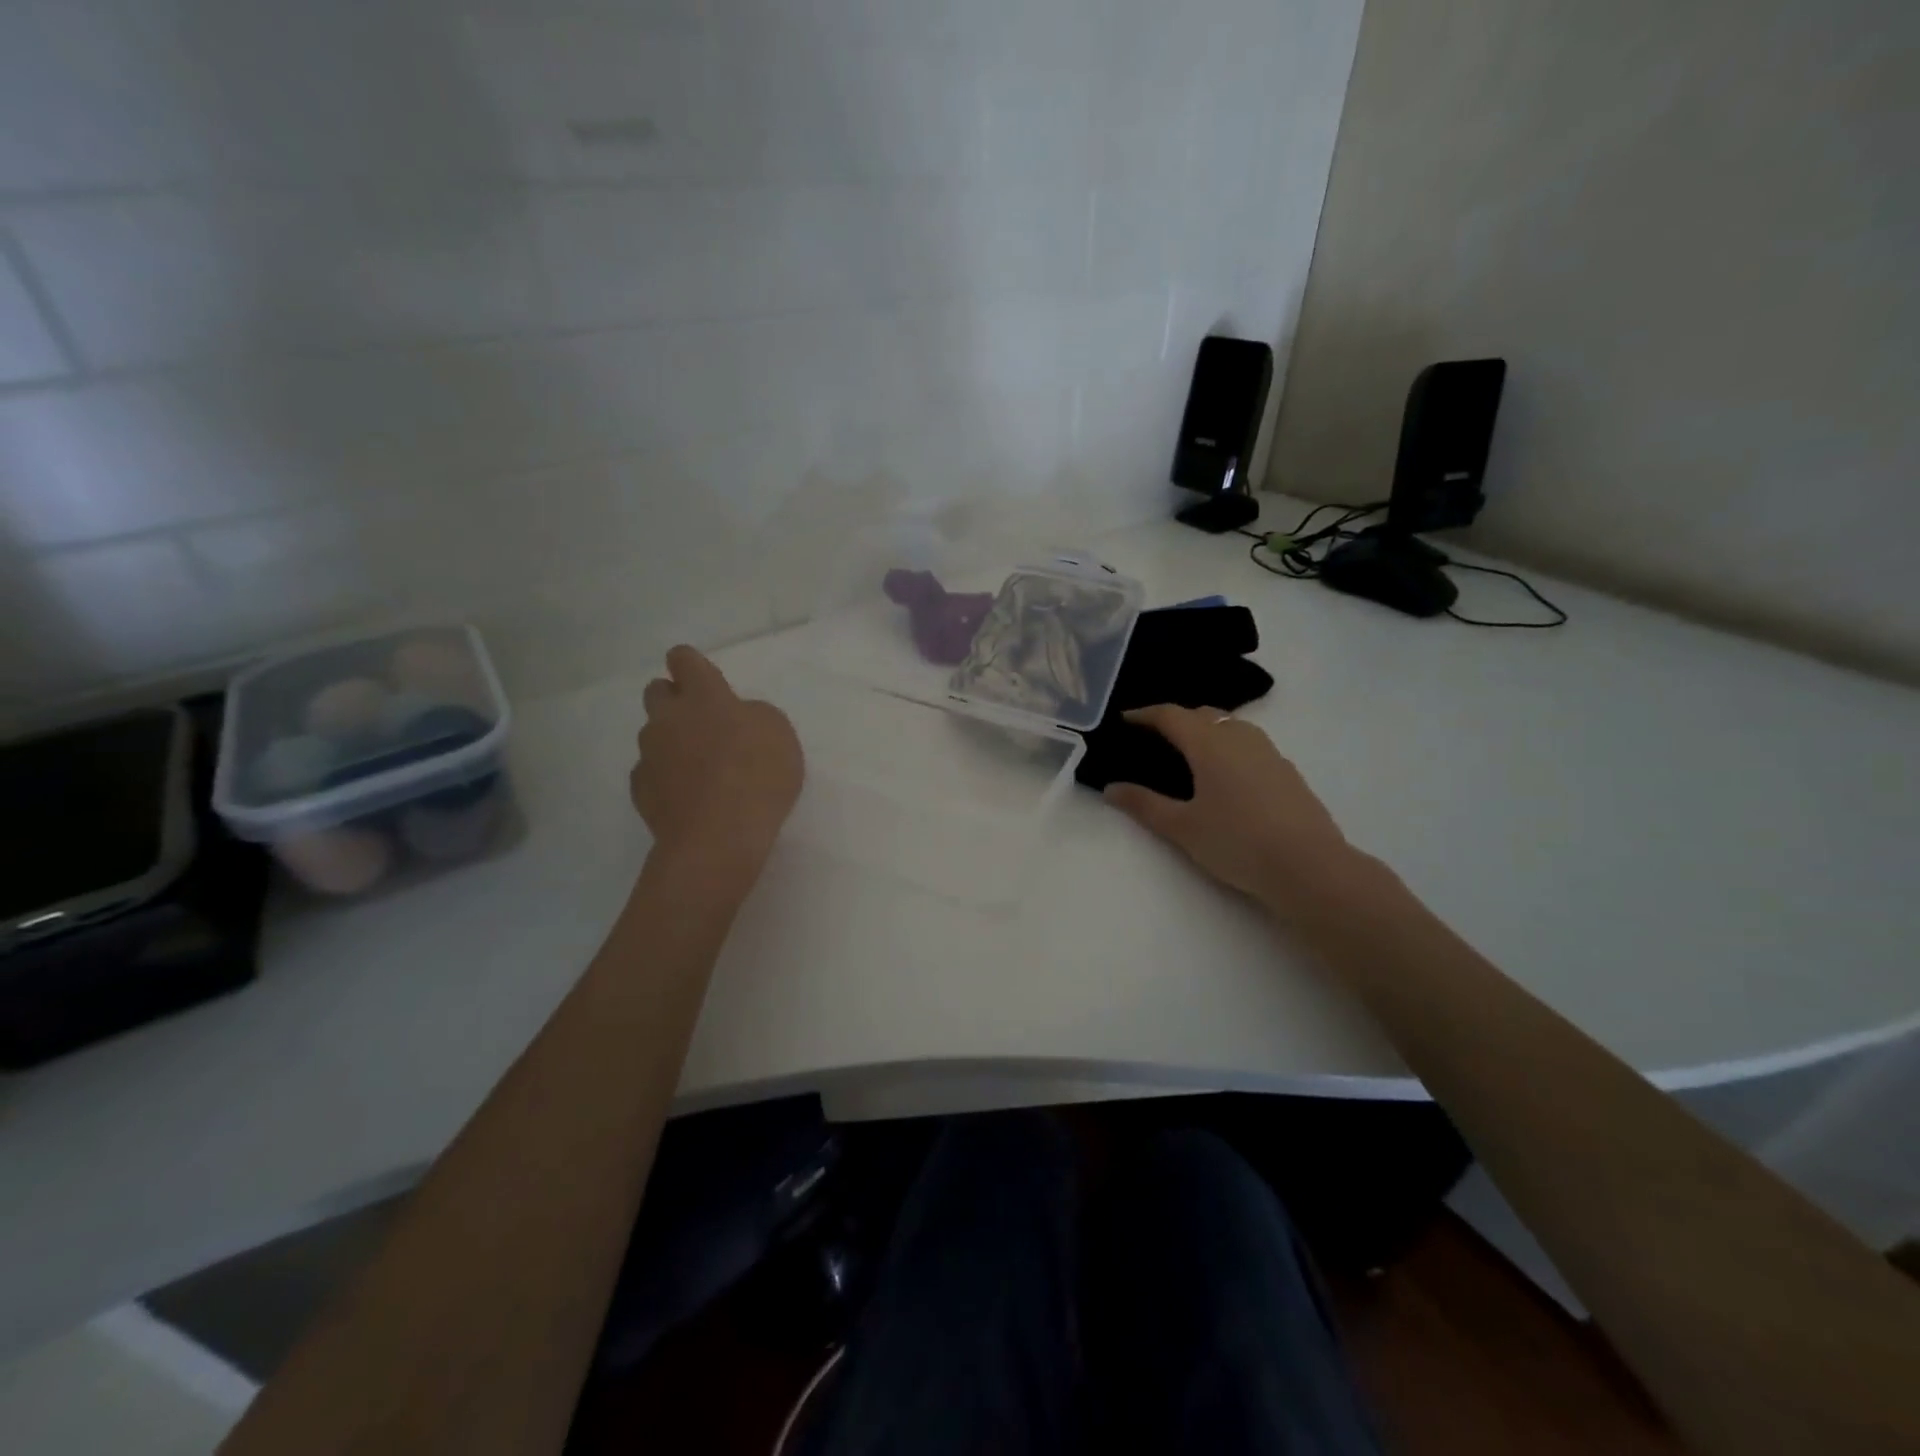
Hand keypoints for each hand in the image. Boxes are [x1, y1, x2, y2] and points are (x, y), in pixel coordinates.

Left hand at [629, 646, 803, 873]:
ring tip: (699, 767)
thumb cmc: (758, 776)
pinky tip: (687, 795)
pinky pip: (650, 772)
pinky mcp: (640, 790)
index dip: (691, 664)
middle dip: (674, 699)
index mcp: (704, 697)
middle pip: (657, 691)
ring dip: (671, 740)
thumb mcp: (779, 733)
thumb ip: (753, 715)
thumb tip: (737, 718)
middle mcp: (668, 718)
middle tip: (702, 721)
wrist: (717, 837)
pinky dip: (666, 777)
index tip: (702, 676)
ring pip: (653, 734)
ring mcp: (649, 754)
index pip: (684, 660)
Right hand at [1103, 705, 1355, 912]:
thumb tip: (1111, 789)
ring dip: (1205, 730)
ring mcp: (1268, 751)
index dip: (1145, 714)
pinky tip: (1225, 775)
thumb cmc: (1237, 842)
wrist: (1309, 867)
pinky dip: (1227, 746)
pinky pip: (1249, 744)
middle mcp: (1239, 737)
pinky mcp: (1286, 770)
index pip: (1171, 715)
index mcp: (1209, 743)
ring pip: (1230, 726)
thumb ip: (1144, 805)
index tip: (1125, 719)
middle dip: (1176, 719)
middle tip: (1153, 738)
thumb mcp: (1182, 827)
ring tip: (1188, 753)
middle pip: (1202, 714)